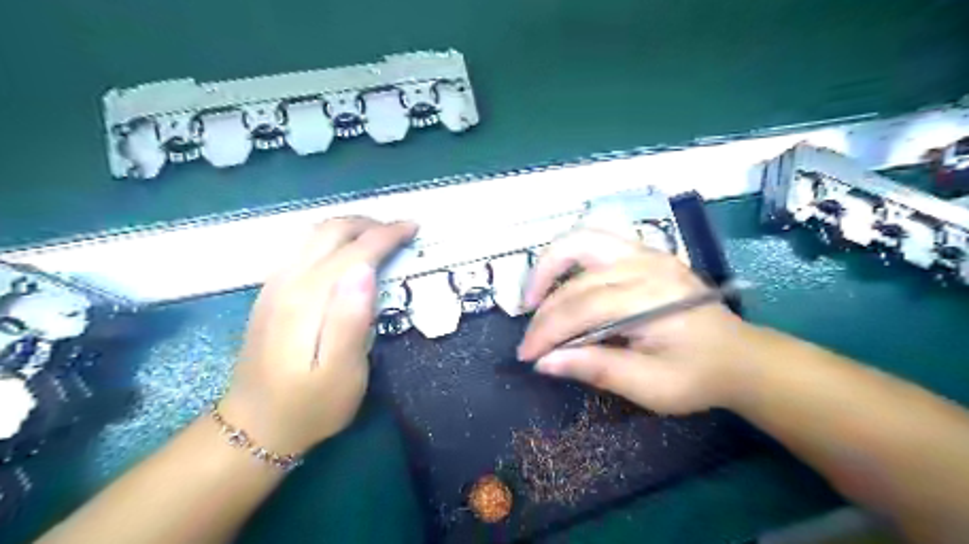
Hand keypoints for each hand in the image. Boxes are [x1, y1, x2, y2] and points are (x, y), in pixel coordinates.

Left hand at [219, 218, 415, 454]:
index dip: (387, 234)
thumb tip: (366, 270)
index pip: (355, 250)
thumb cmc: (310, 405)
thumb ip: (352, 319)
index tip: (413, 228)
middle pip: (331, 231)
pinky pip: (303, 247)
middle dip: (369, 224)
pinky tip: (344, 253)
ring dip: (350, 227)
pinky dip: (331, 238)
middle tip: (400, 231)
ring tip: (378, 236)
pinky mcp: (271, 293)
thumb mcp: (342, 372)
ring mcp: (275, 284)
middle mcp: (289, 280)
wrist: (253, 427)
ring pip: (314, 234)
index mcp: (310, 298)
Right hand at [519, 228, 750, 411]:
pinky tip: (561, 279)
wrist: (740, 357)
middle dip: (545, 308)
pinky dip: (570, 256)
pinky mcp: (645, 252)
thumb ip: (596, 369)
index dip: (548, 331)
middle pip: (578, 276)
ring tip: (533, 296)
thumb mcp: (650, 386)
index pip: (582, 308)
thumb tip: (545, 362)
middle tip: (530, 336)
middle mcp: (647, 265)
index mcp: (652, 299)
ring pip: (582, 240)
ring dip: (550, 265)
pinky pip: (597, 239)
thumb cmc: (697, 376)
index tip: (528, 356)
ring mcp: (647, 252)